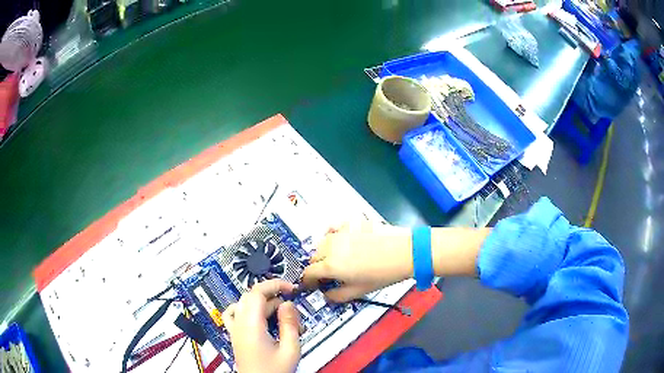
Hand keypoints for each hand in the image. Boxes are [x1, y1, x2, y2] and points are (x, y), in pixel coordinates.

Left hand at [222, 280, 300, 372]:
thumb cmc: (274, 371)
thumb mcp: (290, 350)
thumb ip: (289, 324)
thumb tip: (287, 304)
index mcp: (251, 326)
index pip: (257, 293)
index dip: (275, 285)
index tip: (291, 288)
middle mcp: (239, 324)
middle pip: (251, 296)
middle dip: (271, 295)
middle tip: (289, 305)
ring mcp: (235, 329)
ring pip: (244, 303)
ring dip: (262, 303)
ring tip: (279, 314)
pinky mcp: (235, 335)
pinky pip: (233, 314)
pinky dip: (245, 308)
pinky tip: (256, 315)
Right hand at [301, 221, 412, 301]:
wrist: (404, 252)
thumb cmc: (383, 274)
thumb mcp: (359, 291)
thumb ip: (338, 296)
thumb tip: (327, 294)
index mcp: (331, 266)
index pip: (308, 273)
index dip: (308, 281)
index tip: (313, 285)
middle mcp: (331, 247)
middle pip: (313, 257)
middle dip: (317, 267)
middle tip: (329, 275)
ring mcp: (340, 232)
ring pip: (322, 243)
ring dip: (324, 252)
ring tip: (337, 259)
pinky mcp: (350, 223)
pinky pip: (333, 228)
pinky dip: (332, 235)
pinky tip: (340, 240)